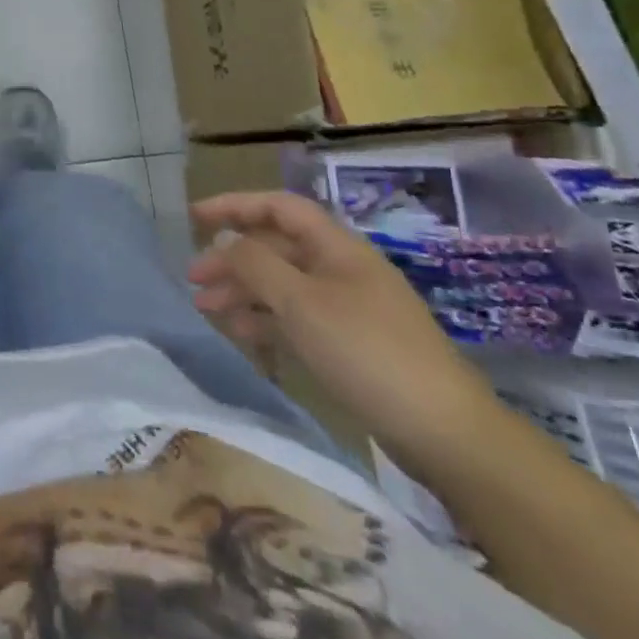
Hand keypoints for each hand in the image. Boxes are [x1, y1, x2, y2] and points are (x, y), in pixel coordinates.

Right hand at [188, 191, 502, 471]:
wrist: (445, 433)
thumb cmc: (367, 352)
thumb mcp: (301, 302)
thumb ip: (255, 265)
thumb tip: (225, 241)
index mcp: (336, 247)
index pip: (278, 208)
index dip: (235, 205)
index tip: (194, 217)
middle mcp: (340, 270)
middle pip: (276, 248)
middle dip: (232, 258)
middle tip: (193, 279)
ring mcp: (347, 308)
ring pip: (282, 286)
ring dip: (243, 292)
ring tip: (206, 309)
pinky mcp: (350, 345)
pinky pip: (296, 319)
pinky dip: (266, 321)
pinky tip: (241, 335)